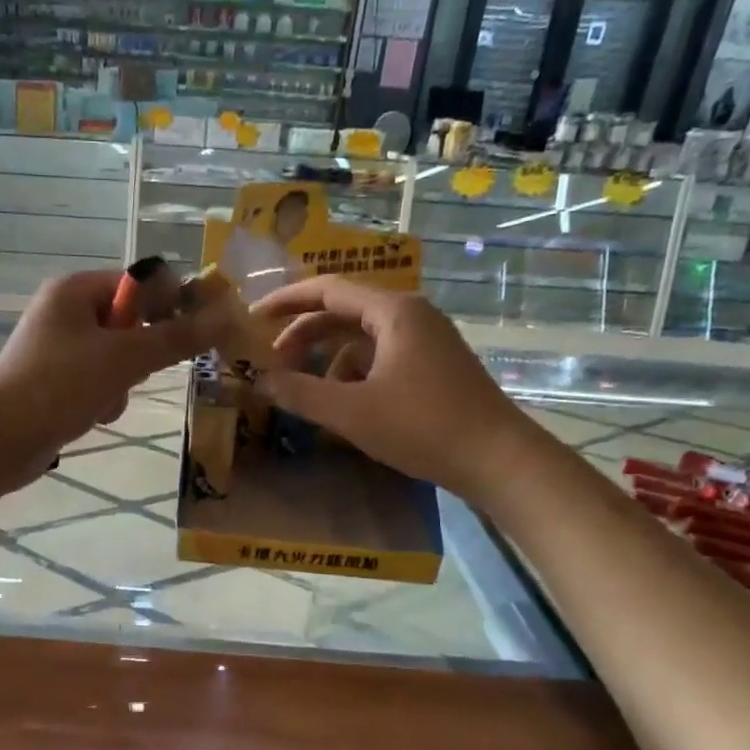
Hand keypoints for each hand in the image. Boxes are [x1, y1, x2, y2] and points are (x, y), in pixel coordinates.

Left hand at [0, 270, 222, 483]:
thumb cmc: (59, 386)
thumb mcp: (125, 359)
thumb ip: (176, 337)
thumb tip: (227, 315)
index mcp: (74, 290)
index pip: (139, 282)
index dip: (171, 303)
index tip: (198, 331)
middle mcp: (64, 312)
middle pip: (130, 322)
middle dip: (141, 353)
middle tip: (140, 371)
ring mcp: (57, 349)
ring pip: (117, 357)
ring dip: (122, 382)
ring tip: (106, 400)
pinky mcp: (54, 382)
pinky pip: (97, 381)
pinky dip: (103, 398)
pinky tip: (93, 416)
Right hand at [248, 277, 532, 494]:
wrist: (497, 459)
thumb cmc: (422, 427)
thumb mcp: (350, 412)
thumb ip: (299, 392)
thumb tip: (258, 380)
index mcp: (393, 312)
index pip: (327, 290)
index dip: (284, 301)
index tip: (252, 319)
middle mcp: (411, 315)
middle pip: (343, 312)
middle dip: (304, 336)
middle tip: (273, 363)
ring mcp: (426, 340)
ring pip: (362, 339)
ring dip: (328, 360)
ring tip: (307, 393)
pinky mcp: (433, 366)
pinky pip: (381, 357)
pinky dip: (354, 375)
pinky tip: (345, 406)